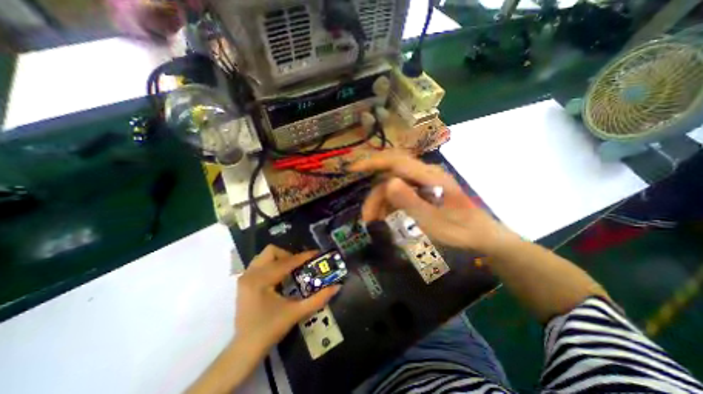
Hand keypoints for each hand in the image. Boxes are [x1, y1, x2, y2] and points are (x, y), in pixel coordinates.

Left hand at [235, 245, 339, 355]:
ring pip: (264, 256)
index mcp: (261, 280)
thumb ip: (318, 299)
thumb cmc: (270, 330)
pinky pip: (260, 264)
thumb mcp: (296, 313)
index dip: (304, 256)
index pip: (286, 262)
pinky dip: (271, 265)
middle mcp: (250, 274)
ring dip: (279, 259)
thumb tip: (337, 286)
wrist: (245, 349)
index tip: (317, 253)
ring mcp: (245, 277)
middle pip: (272, 251)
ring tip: (291, 271)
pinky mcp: (244, 282)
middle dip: (288, 255)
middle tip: (300, 266)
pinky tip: (279, 278)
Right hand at [349, 149, 514, 253]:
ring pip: (393, 185)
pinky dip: (389, 204)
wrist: (482, 236)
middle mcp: (425, 174)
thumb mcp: (434, 222)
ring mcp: (423, 182)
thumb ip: (411, 202)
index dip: (373, 162)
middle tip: (367, 217)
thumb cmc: (461, 231)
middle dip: (375, 195)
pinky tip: (385, 217)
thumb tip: (387, 183)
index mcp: (431, 177)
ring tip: (374, 222)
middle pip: (391, 176)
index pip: (396, 162)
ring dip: (380, 202)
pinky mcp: (422, 190)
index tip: (353, 169)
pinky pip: (399, 192)